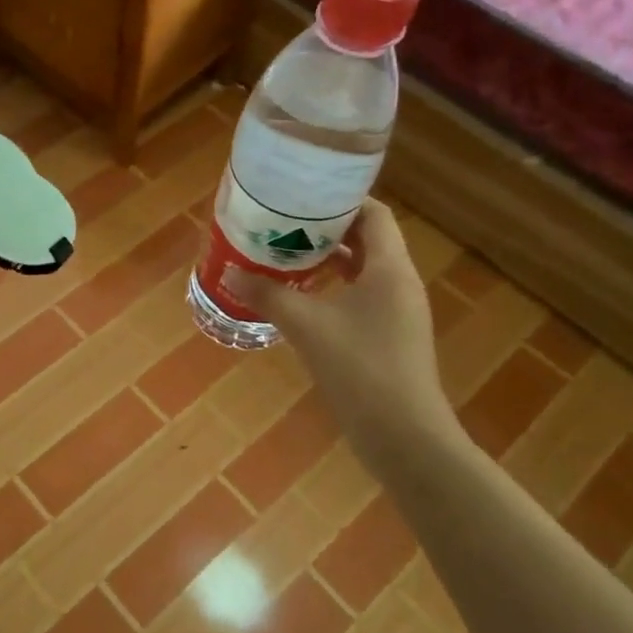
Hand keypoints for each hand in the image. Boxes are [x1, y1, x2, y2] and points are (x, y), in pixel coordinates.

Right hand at [228, 200, 457, 457]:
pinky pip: (362, 297)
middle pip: (367, 239)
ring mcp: (398, 312)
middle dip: (326, 229)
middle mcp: (400, 283)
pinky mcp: (391, 338)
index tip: (302, 196)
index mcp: (390, 268)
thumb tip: (229, 272)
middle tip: (284, 224)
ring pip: (363, 270)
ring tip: (286, 255)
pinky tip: (302, 299)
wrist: (403, 436)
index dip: (340, 200)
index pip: (373, 213)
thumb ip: (267, 295)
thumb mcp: (306, 326)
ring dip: (329, 260)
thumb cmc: (359, 368)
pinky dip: (334, 289)